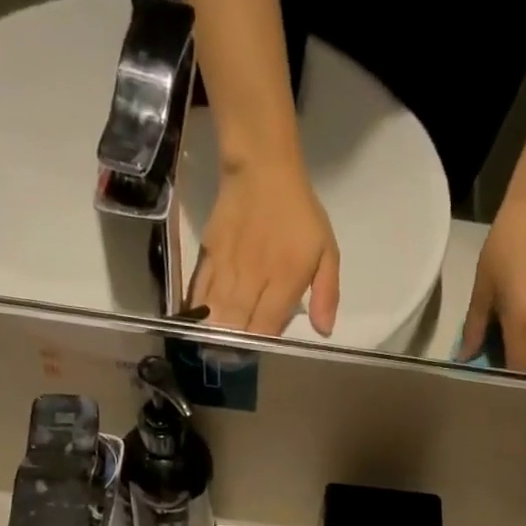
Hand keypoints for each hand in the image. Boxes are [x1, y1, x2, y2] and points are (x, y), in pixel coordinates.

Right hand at [189, 154, 339, 336]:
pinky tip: (198, 322)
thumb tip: (324, 331)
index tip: (258, 353)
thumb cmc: (299, 212)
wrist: (262, 167)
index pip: (266, 327)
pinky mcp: (209, 254)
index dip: (260, 346)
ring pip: (216, 312)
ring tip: (214, 349)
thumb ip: (327, 293)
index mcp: (284, 281)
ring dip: (214, 334)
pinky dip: (198, 309)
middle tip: (233, 358)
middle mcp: (253, 279)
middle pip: (238, 326)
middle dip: (234, 347)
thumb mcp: (327, 250)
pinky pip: (200, 290)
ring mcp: (228, 267)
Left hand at [460, 194, 525, 372]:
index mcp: (525, 324)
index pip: (518, 367)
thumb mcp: (484, 289)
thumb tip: (465, 355)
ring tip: (514, 330)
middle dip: (520, 362)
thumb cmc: (506, 246)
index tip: (490, 355)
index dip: (504, 368)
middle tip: (501, 345)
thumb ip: (475, 327)